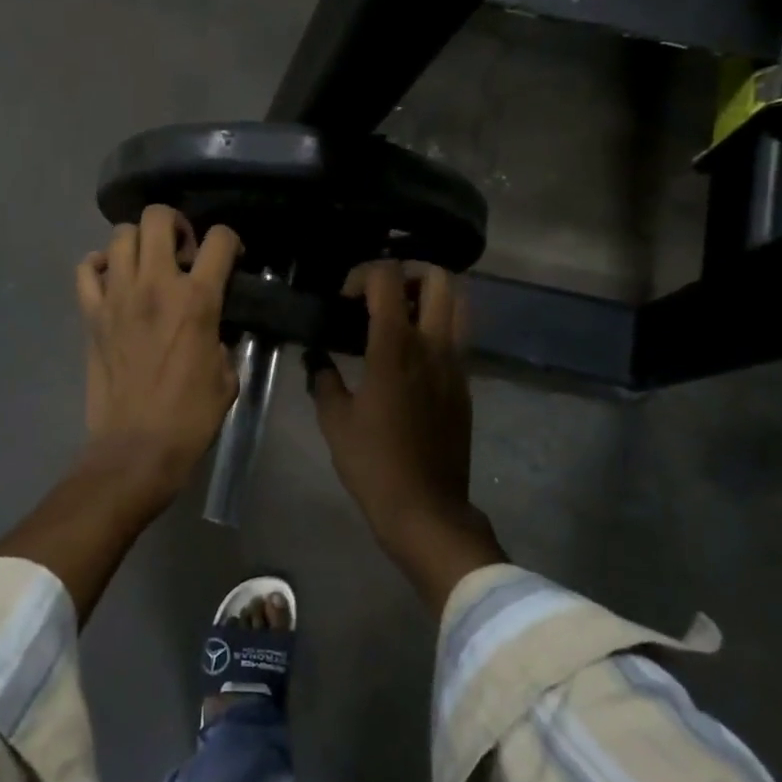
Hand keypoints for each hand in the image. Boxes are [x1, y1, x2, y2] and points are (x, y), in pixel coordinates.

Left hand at [76, 204, 240, 500]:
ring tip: (148, 265)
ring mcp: (116, 296)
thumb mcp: (227, 376)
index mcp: (197, 300)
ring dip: (139, 242)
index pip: (219, 240)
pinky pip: (86, 269)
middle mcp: (155, 285)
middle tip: (182, 252)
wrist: (136, 447)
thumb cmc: (190, 416)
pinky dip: (99, 265)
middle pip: (158, 217)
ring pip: (121, 235)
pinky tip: (113, 280)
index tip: (230, 259)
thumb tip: (213, 327)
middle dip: (176, 224)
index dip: (231, 241)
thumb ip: (222, 338)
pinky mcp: (91, 314)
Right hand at [310, 261, 505, 608]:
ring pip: (459, 304)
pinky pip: (458, 336)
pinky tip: (408, 353)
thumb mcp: (335, 422)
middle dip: (407, 272)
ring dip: (429, 296)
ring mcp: (456, 364)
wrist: (427, 509)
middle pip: (439, 278)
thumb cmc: (374, 465)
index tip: (344, 297)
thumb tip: (317, 359)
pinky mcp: (465, 384)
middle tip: (379, 294)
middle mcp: (433, 346)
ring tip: (399, 315)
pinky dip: (437, 326)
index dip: (363, 274)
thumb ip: (323, 381)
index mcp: (395, 349)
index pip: (388, 279)